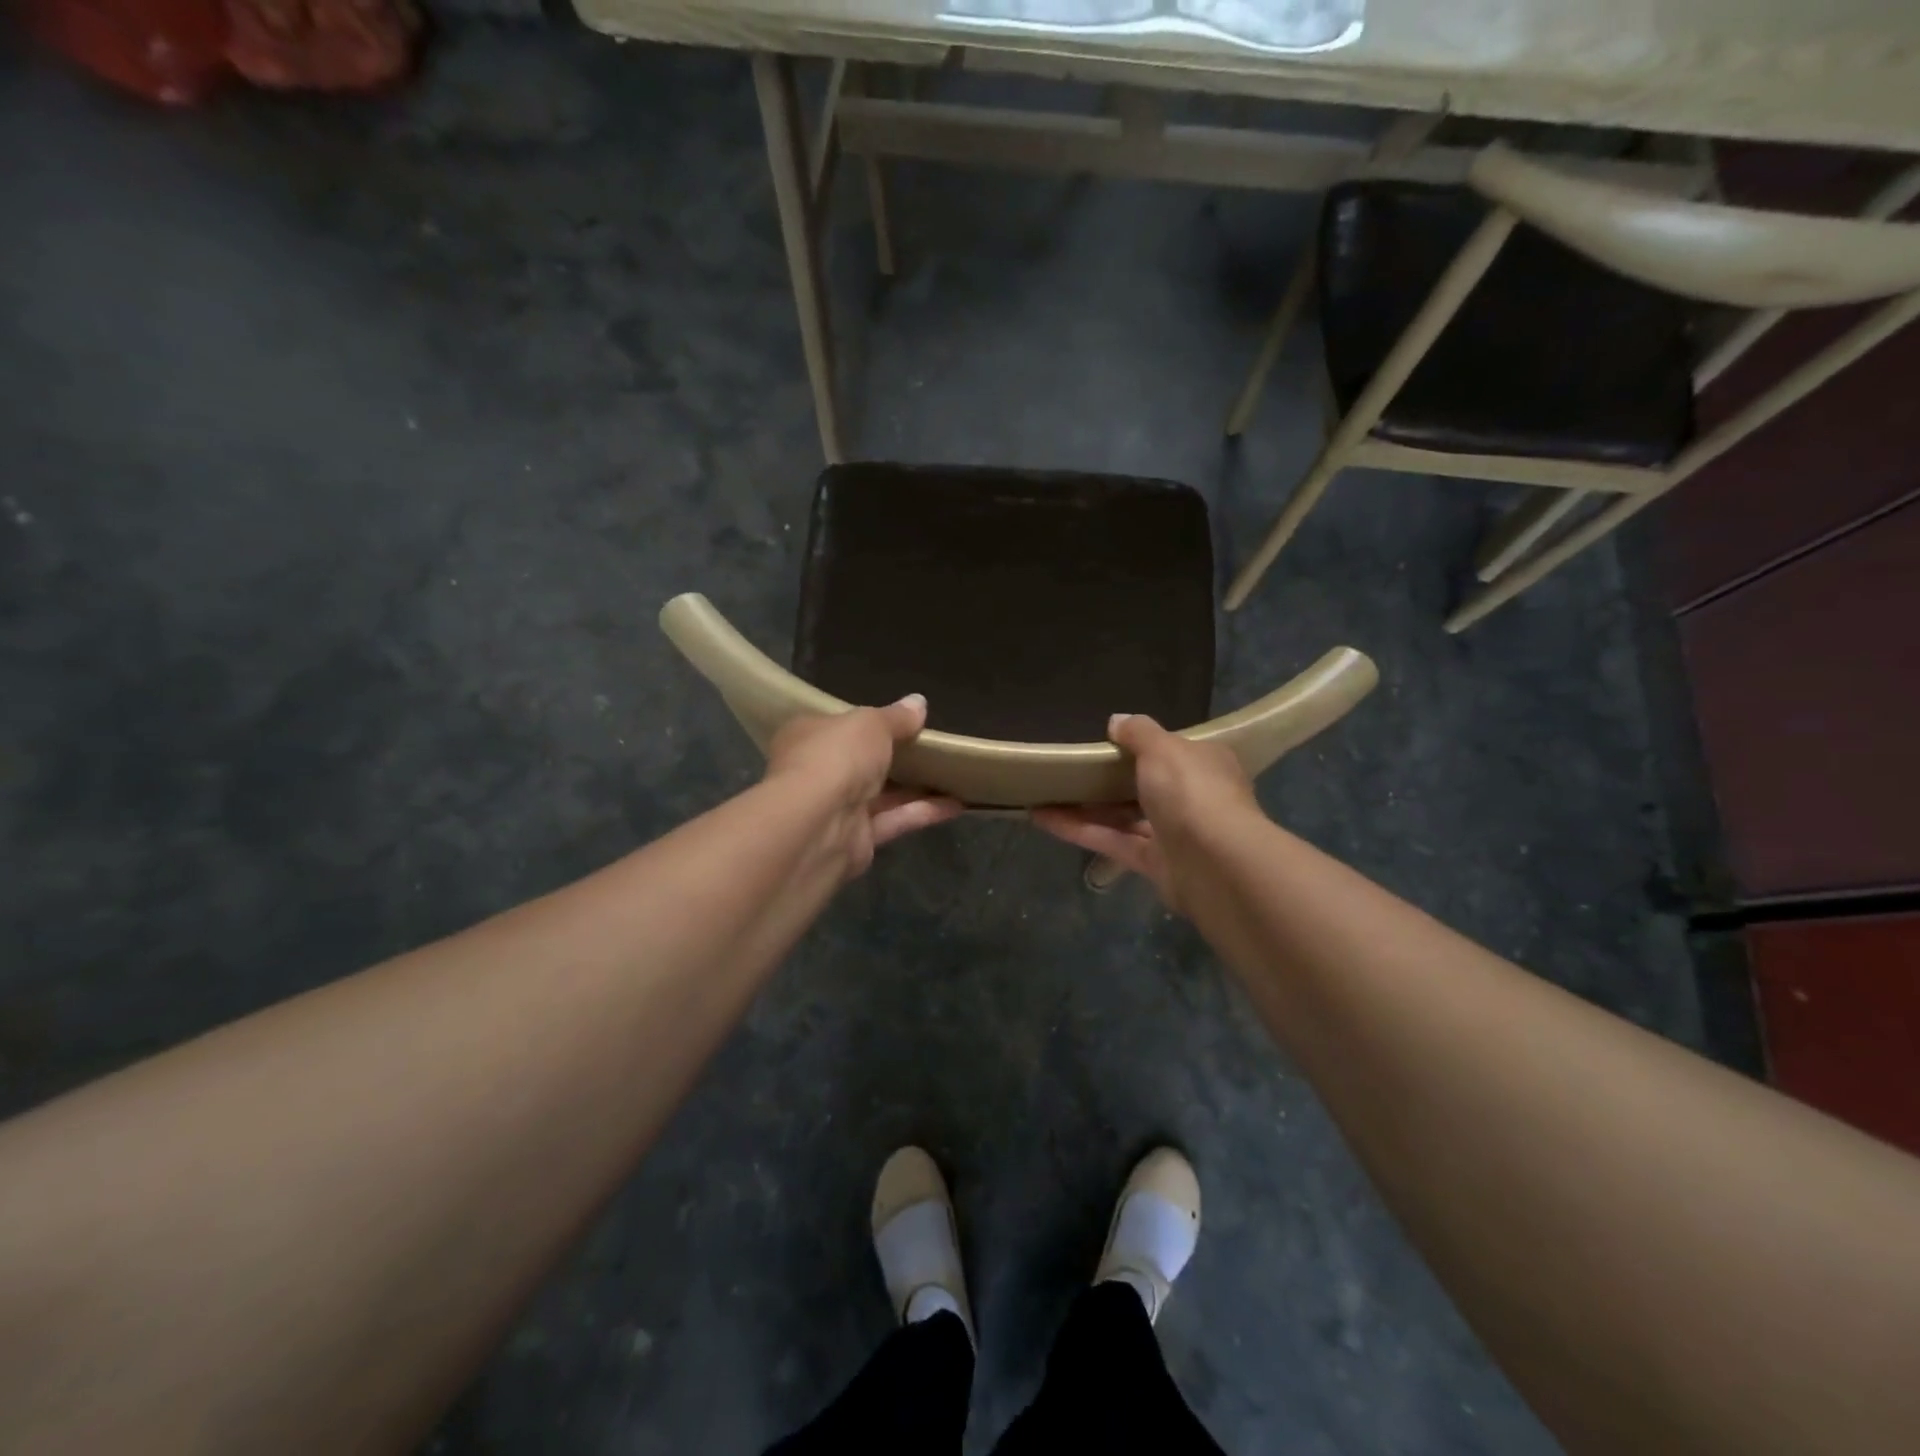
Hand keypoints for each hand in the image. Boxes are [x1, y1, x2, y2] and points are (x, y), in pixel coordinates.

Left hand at [764, 695, 963, 878]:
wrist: (818, 824)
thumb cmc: (836, 757)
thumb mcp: (871, 724)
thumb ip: (897, 717)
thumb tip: (919, 703)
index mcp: (808, 736)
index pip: (837, 727)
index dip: (866, 724)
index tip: (899, 721)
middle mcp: (818, 773)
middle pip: (860, 762)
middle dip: (894, 757)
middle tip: (933, 747)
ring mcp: (836, 809)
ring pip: (881, 794)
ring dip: (916, 787)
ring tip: (953, 775)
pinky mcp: (858, 840)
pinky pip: (895, 820)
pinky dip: (923, 812)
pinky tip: (958, 804)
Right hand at [1031, 712, 1258, 911]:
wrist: (1215, 864)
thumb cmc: (1191, 792)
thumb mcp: (1163, 748)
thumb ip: (1138, 732)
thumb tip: (1116, 721)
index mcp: (1204, 764)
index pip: (1173, 751)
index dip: (1143, 745)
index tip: (1108, 741)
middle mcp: (1193, 798)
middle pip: (1146, 786)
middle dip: (1109, 779)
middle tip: (1070, 768)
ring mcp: (1174, 834)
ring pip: (1125, 817)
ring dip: (1086, 806)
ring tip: (1045, 793)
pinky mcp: (1154, 864)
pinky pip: (1112, 841)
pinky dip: (1079, 830)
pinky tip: (1042, 818)